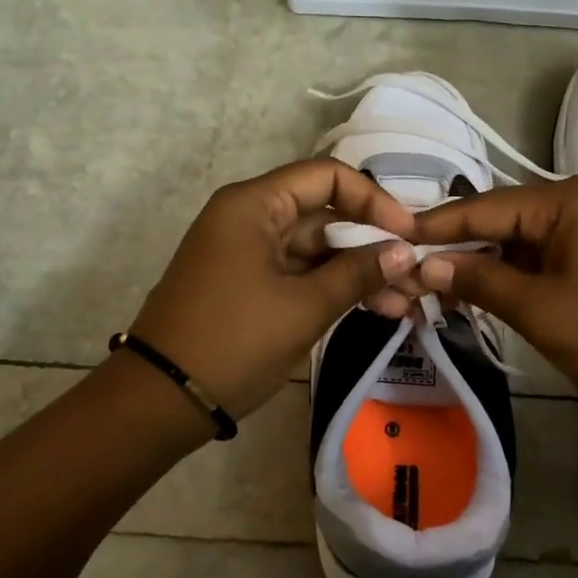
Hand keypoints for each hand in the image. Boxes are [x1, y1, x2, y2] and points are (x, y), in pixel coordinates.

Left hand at [129, 160, 420, 419]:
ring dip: (357, 272)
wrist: (161, 400)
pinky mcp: (248, 284)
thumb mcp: (304, 307)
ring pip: (315, 249)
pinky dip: (332, 288)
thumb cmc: (234, 341)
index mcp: (254, 205)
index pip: (327, 177)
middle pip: (324, 214)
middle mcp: (249, 217)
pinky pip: (299, 274)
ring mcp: (248, 253)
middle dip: (372, 244)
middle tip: (416, 276)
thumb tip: (405, 251)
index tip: (409, 235)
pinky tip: (373, 309)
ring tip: (404, 303)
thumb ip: (357, 273)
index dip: (374, 201)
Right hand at [409, 175, 577, 428]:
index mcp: (570, 199)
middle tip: (412, 272)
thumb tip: (424, 263)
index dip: (437, 225)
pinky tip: (487, 293)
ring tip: (441, 290)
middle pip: (505, 220)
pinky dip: (518, 275)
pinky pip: (549, 256)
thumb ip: (478, 278)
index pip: (486, 206)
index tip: (392, 236)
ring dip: (487, 265)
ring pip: (525, 240)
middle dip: (461, 249)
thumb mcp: (537, 309)